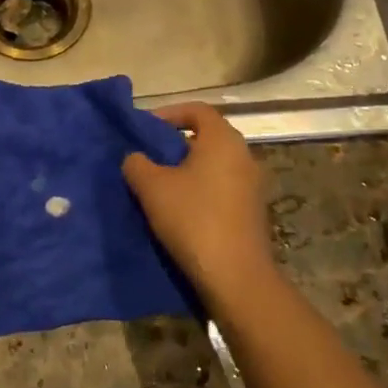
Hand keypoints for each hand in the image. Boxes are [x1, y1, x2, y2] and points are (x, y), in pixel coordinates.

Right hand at [123, 103, 272, 307]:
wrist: (236, 277)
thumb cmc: (193, 219)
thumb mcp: (152, 188)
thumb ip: (138, 164)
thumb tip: (135, 158)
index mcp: (223, 140)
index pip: (197, 110)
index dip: (169, 113)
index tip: (146, 128)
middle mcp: (244, 155)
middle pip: (206, 137)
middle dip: (175, 144)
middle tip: (148, 157)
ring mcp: (252, 185)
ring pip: (213, 165)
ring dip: (186, 171)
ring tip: (158, 186)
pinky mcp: (252, 212)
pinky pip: (222, 188)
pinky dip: (200, 190)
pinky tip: (179, 211)